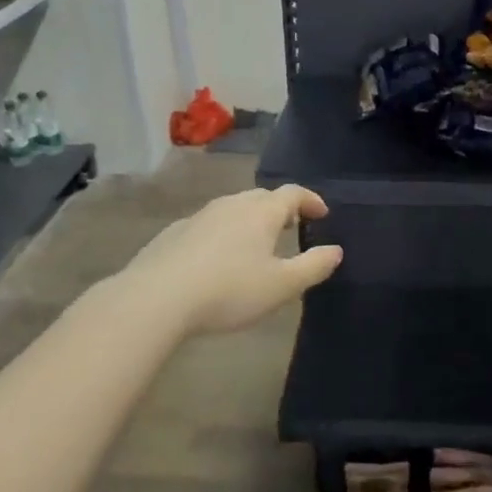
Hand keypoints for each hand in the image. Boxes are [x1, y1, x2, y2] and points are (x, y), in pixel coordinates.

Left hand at [123, 185, 342, 334]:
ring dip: (250, 220)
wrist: (155, 298)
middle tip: (292, 227)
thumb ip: (313, 266)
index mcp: (262, 212)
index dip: (311, 200)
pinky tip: (217, 259)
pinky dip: (223, 234)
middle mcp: (232, 204)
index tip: (322, 213)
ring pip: (234, 209)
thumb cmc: (229, 290)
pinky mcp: (175, 233)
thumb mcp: (281, 286)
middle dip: (281, 209)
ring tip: (256, 244)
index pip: (293, 193)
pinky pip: (209, 225)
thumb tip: (336, 250)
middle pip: (262, 197)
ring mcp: (200, 216)